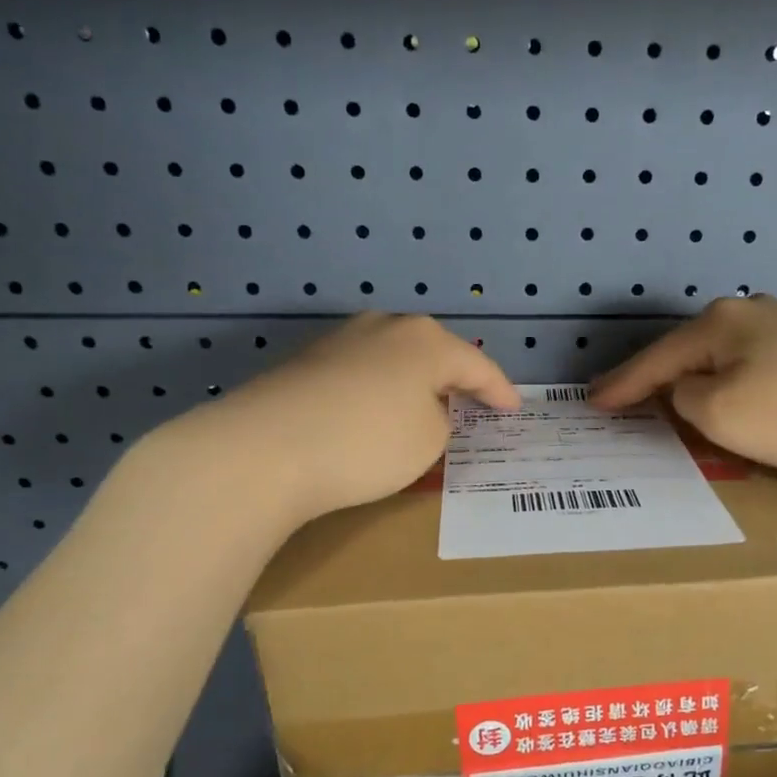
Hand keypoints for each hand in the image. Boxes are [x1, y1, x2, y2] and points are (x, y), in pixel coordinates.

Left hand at [149, 313, 518, 525]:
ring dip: (412, 384)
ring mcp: (340, 340)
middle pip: (433, 353)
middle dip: (454, 379)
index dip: (499, 391)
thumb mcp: (429, 441)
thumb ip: (441, 420)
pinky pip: (360, 374)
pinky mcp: (306, 362)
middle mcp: (385, 327)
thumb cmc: (367, 443)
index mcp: (426, 340)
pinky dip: (377, 392)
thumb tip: (421, 409)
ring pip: (393, 360)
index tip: (513, 410)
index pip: (477, 365)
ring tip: (423, 409)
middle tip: (472, 404)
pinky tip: (373, 414)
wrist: (262, 450)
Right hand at [588, 295, 776, 489]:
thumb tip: (689, 391)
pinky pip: (757, 370)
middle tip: (627, 402)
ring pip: (726, 360)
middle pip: (691, 351)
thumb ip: (684, 398)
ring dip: (699, 384)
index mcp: (722, 322)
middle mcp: (755, 312)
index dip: (622, 384)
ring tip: (674, 405)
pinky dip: (735, 388)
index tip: (592, 401)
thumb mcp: (719, 413)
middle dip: (659, 378)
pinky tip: (735, 401)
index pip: (657, 358)